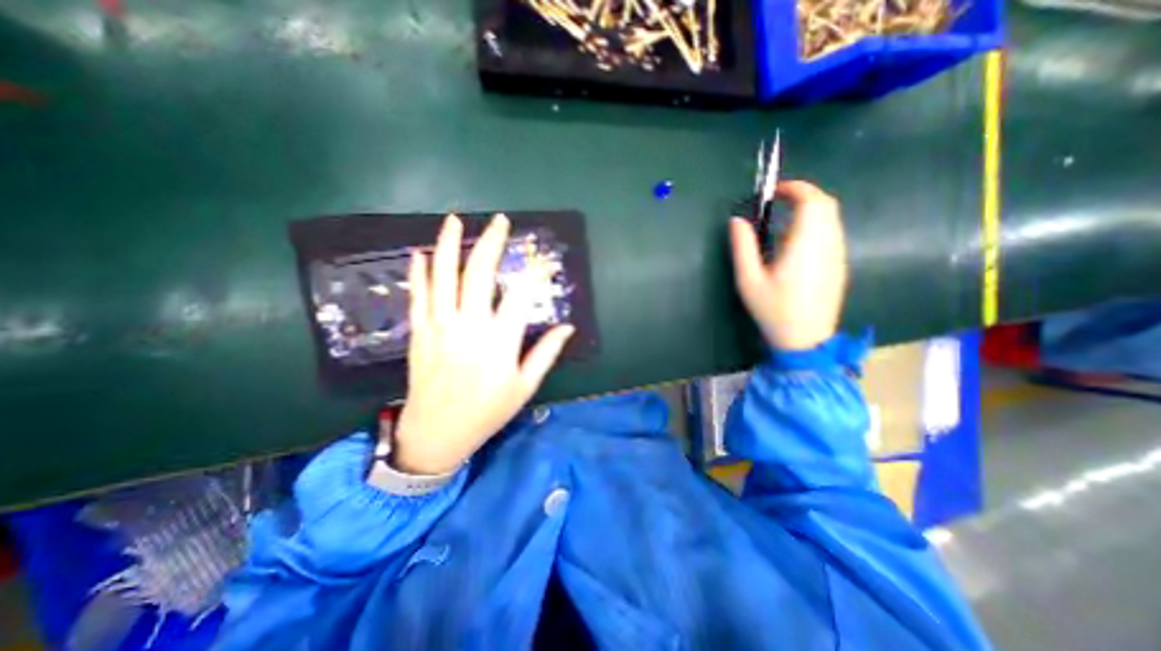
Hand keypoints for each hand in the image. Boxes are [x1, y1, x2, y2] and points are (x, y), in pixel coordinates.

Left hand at [392, 213, 571, 471]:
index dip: (535, 274)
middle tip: (499, 220)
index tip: (544, 259)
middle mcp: (470, 327)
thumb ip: (546, 353)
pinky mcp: (420, 333)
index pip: (522, 297)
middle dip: (491, 243)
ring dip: (449, 246)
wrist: (437, 433)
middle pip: (480, 275)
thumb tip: (567, 327)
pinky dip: (419, 273)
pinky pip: (418, 297)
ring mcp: (440, 327)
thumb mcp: (525, 387)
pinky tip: (419, 253)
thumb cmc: (487, 411)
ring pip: (443, 278)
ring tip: (454, 220)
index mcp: (500, 342)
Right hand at [727, 181, 850, 350]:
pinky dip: (817, 224)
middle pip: (826, 204)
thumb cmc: (774, 310)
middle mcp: (828, 243)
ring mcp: (837, 254)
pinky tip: (797, 241)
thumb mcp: (749, 280)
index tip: (774, 191)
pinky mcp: (839, 264)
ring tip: (784, 219)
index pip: (812, 201)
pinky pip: (833, 232)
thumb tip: (736, 220)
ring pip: (832, 217)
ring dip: (811, 209)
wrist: (806, 339)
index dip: (795, 188)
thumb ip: (743, 247)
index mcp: (806, 244)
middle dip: (803, 195)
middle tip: (778, 202)